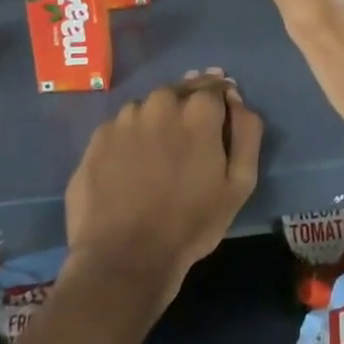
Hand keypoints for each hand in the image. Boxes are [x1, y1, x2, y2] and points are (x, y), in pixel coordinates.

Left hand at [63, 70, 262, 316]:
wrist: (124, 257)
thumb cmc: (190, 223)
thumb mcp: (239, 184)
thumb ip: (246, 132)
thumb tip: (235, 99)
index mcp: (198, 110)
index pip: (215, 86)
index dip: (220, 101)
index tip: (220, 119)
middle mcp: (160, 102)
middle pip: (180, 92)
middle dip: (189, 106)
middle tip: (190, 139)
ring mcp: (125, 118)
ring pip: (149, 108)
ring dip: (158, 120)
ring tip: (159, 155)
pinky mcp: (98, 137)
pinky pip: (122, 127)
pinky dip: (131, 137)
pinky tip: (131, 165)